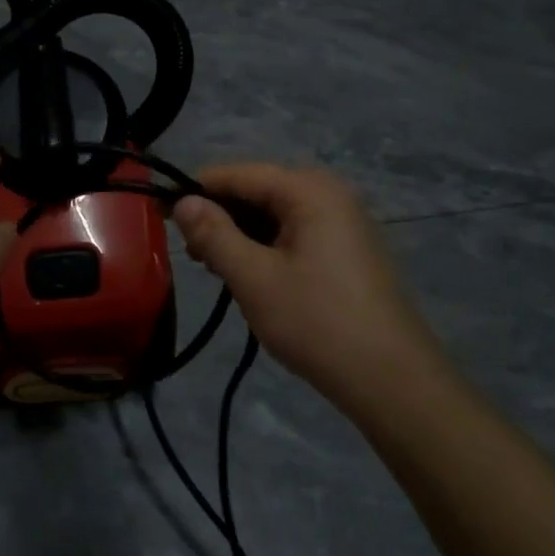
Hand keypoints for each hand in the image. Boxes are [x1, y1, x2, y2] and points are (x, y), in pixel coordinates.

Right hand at [173, 164, 446, 413]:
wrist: (393, 381)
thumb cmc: (317, 323)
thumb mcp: (254, 278)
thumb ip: (213, 234)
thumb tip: (182, 202)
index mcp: (308, 189)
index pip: (236, 174)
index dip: (194, 191)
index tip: (160, 216)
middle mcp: (329, 193)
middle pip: (257, 190)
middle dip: (219, 217)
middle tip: (191, 256)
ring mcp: (344, 220)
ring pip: (274, 214)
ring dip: (241, 235)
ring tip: (217, 271)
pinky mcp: (348, 248)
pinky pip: (295, 232)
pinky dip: (267, 247)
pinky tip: (252, 277)